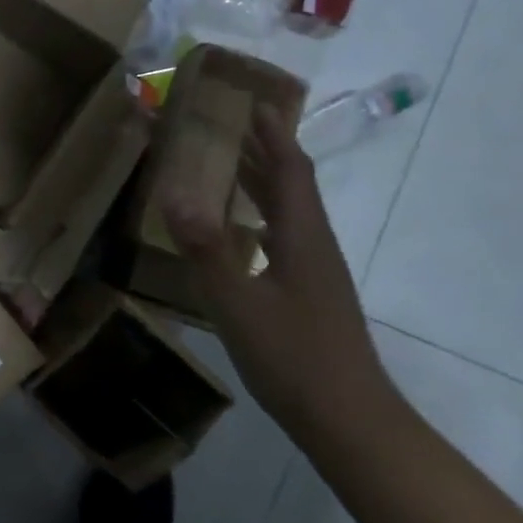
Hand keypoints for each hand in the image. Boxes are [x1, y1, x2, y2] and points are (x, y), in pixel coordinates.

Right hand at [161, 105, 390, 432]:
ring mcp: (315, 273)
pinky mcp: (309, 296)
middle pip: (291, 186)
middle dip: (262, 152)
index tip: (253, 102)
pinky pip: (282, 239)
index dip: (272, 135)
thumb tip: (173, 193)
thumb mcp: (238, 303)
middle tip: (228, 127)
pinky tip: (239, 235)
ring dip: (261, 184)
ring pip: (288, 213)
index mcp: (303, 237)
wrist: (348, 419)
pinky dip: (259, 219)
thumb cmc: (293, 357)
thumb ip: (206, 249)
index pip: (289, 170)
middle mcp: (314, 246)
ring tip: (227, 168)